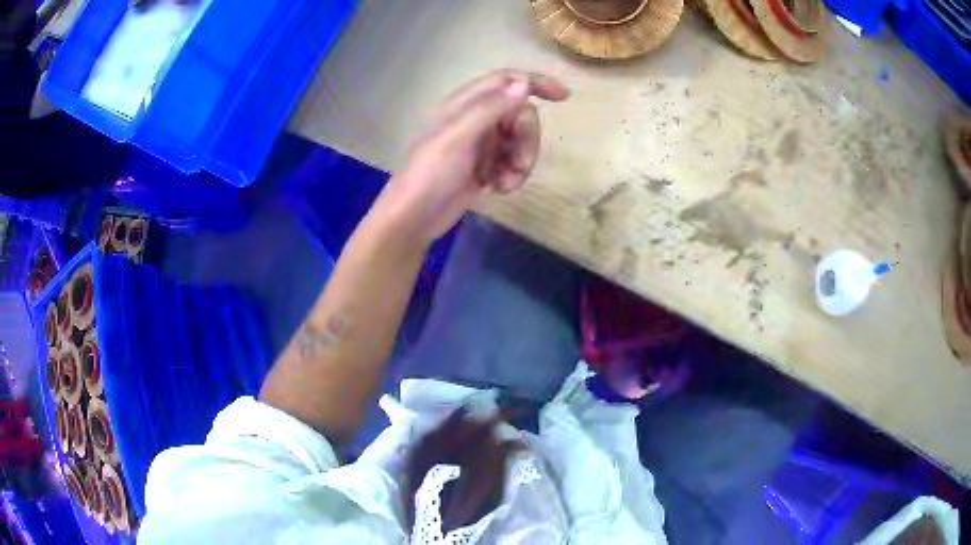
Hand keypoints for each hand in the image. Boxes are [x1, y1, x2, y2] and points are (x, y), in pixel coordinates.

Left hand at [376, 70, 569, 243]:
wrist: (414, 218)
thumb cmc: (430, 174)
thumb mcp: (459, 137)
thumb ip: (491, 108)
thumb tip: (524, 84)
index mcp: (464, 103)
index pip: (506, 80)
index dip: (534, 82)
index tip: (563, 97)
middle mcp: (475, 118)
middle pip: (520, 114)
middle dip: (527, 138)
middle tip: (519, 162)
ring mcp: (482, 143)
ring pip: (520, 140)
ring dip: (522, 161)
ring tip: (507, 182)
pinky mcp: (486, 166)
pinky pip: (513, 161)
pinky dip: (514, 174)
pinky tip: (500, 189)